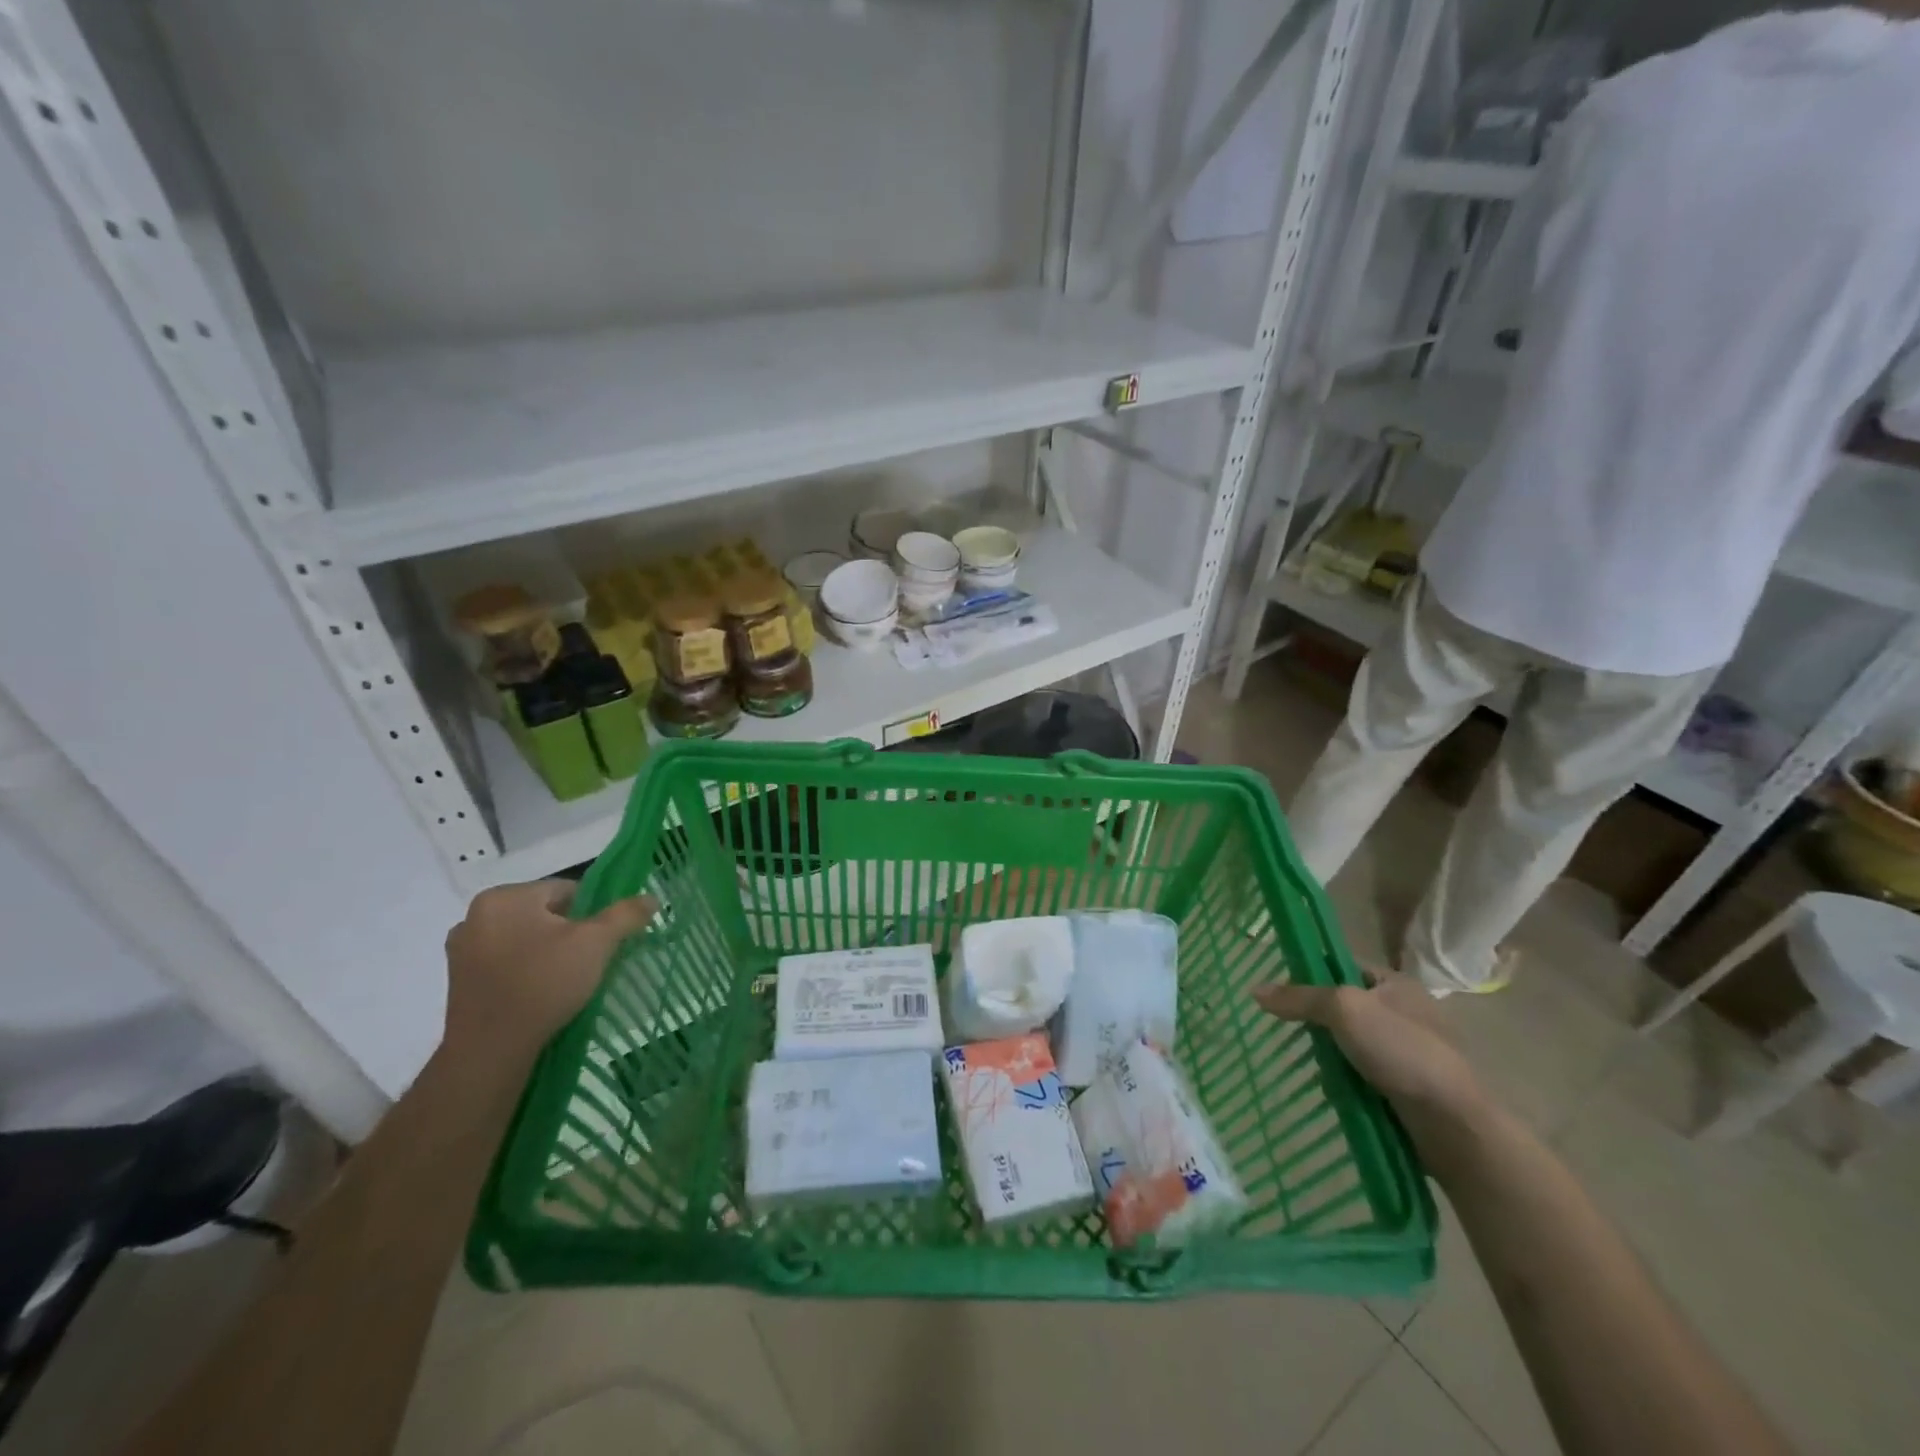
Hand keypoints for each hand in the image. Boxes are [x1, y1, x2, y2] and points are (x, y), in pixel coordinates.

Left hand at [443, 880, 655, 1063]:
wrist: (489, 1051)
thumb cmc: (544, 984)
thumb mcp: (596, 943)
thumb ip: (625, 914)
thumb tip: (651, 898)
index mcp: (504, 897)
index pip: (565, 890)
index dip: (593, 912)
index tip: (604, 939)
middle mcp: (475, 915)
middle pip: (543, 914)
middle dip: (569, 932)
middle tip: (589, 960)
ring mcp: (462, 950)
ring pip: (524, 939)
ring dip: (546, 951)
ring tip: (567, 979)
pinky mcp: (458, 980)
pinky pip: (505, 962)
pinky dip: (525, 970)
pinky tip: (540, 992)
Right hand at [1254, 969, 1483, 1121]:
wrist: (1452, 1123)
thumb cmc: (1401, 1051)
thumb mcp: (1344, 1011)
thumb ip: (1300, 998)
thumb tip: (1255, 991)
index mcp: (1396, 983)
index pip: (1341, 965)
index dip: (1310, 973)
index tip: (1282, 990)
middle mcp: (1404, 1011)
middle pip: (1343, 1005)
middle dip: (1317, 1021)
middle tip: (1292, 1030)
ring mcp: (1407, 1050)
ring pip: (1349, 1042)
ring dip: (1329, 1053)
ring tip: (1310, 1064)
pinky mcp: (1407, 1084)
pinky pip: (1362, 1071)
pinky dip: (1345, 1078)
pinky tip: (1332, 1087)